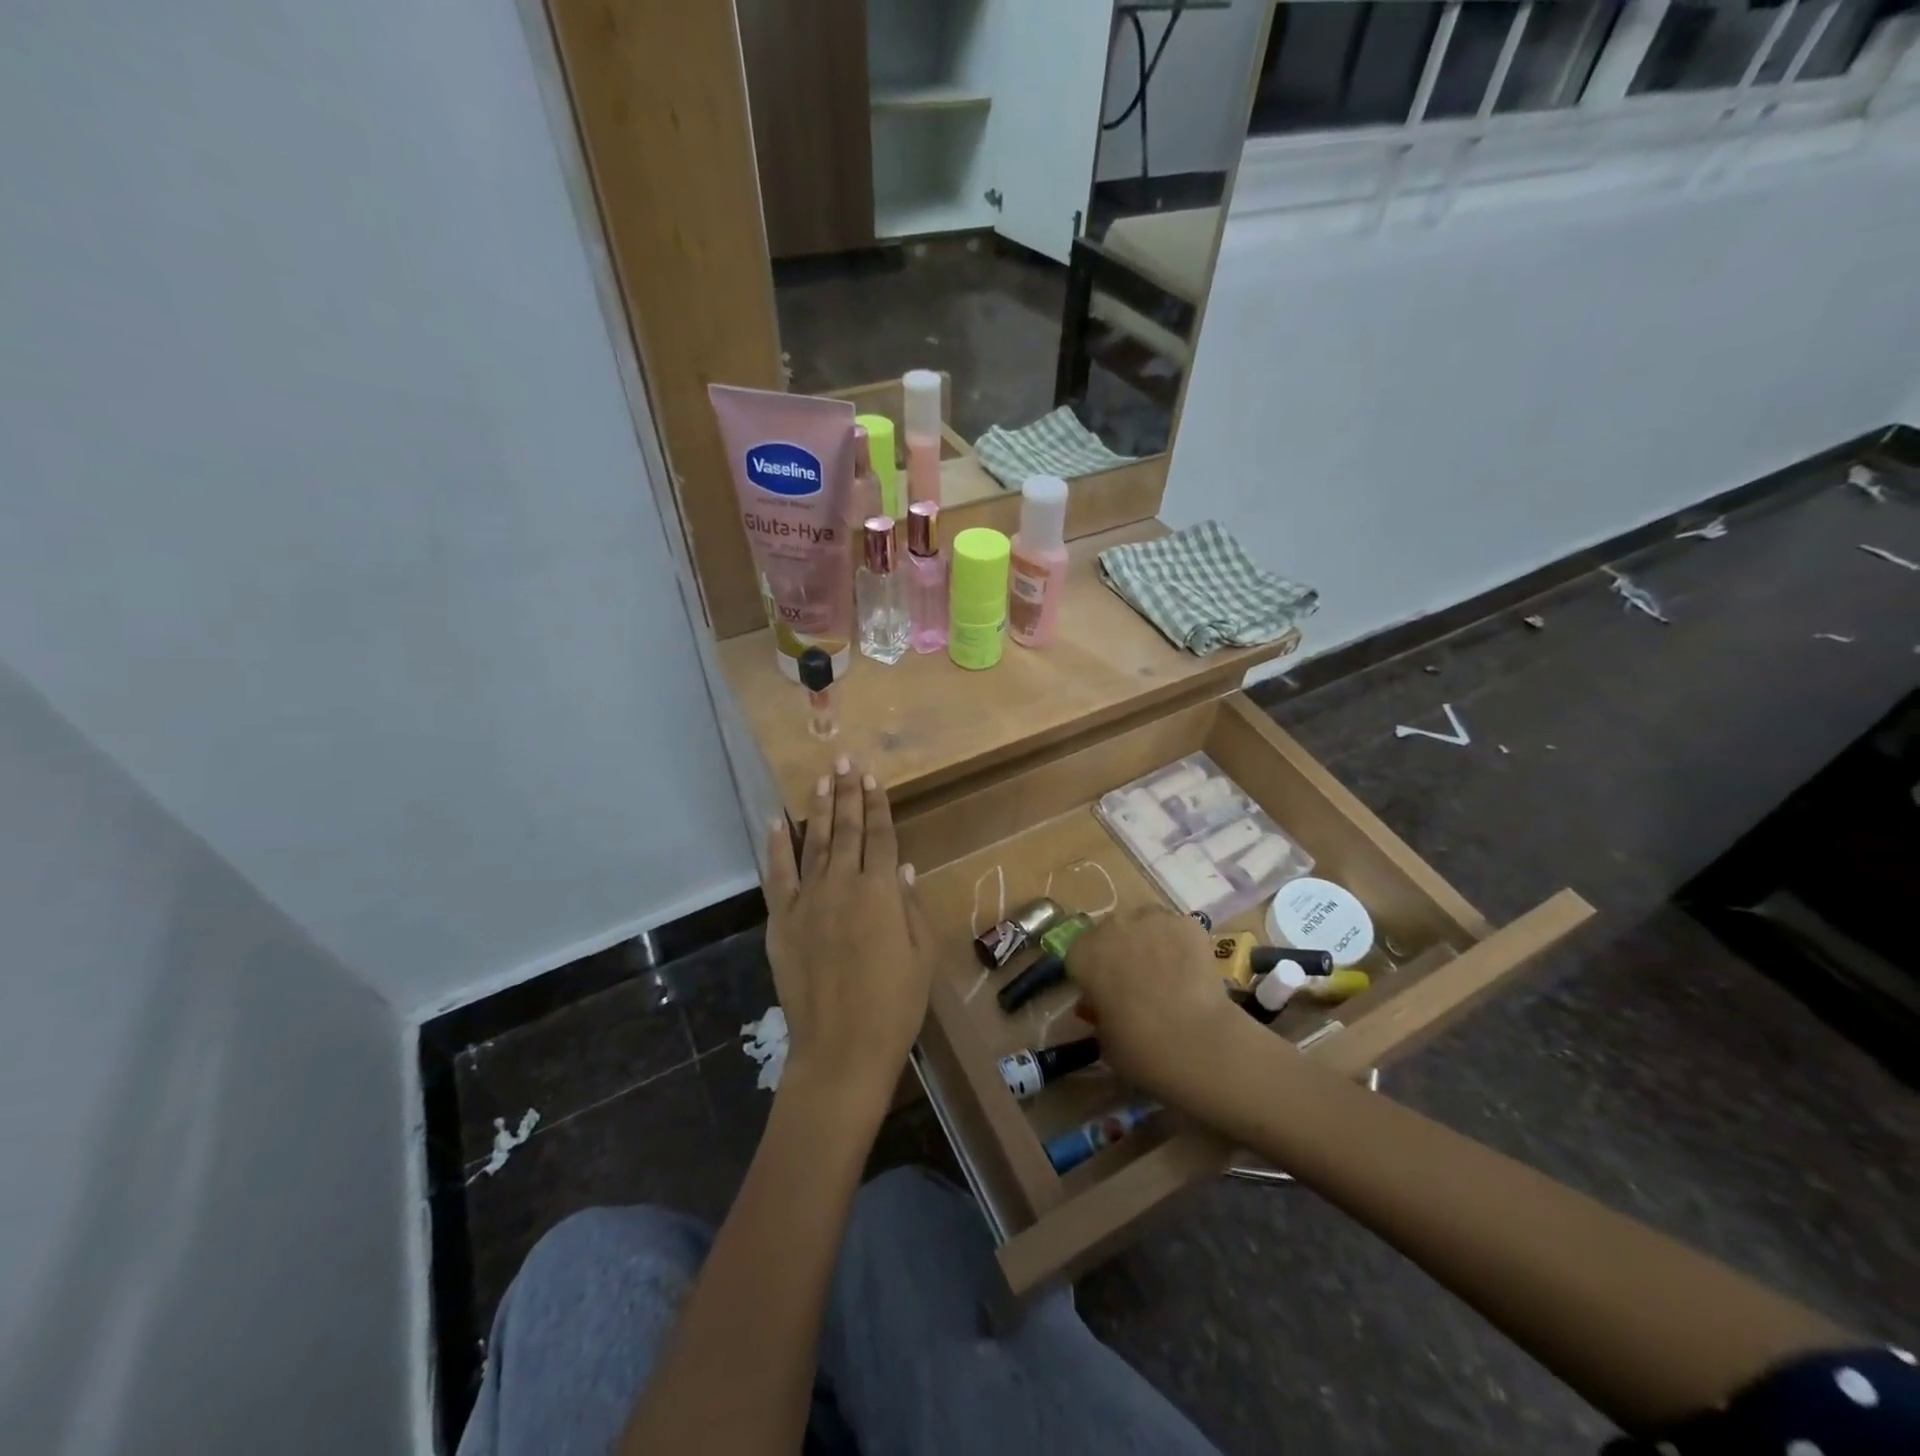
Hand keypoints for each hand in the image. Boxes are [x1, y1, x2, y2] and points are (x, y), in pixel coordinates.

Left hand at [763, 757, 931, 1111]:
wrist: (840, 1050)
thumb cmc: (894, 1006)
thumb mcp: (920, 956)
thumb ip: (911, 907)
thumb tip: (904, 867)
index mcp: (881, 893)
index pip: (881, 837)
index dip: (878, 805)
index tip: (874, 778)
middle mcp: (843, 886)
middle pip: (847, 831)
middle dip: (848, 793)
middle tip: (846, 761)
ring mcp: (808, 902)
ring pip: (815, 843)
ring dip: (819, 808)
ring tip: (822, 778)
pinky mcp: (782, 921)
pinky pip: (778, 876)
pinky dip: (777, 847)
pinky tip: (777, 821)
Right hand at [1066, 904, 1245, 1098]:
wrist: (1194, 1041)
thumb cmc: (1139, 1047)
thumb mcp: (1103, 1037)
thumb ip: (1098, 1012)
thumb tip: (1101, 1005)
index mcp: (1083, 954)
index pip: (1080, 954)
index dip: (1093, 973)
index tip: (1105, 993)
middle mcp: (1111, 927)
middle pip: (1111, 932)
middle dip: (1121, 951)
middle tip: (1138, 982)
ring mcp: (1149, 919)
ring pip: (1145, 923)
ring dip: (1150, 941)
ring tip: (1168, 972)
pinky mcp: (1184, 922)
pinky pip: (1176, 929)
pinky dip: (1181, 943)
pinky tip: (1192, 969)